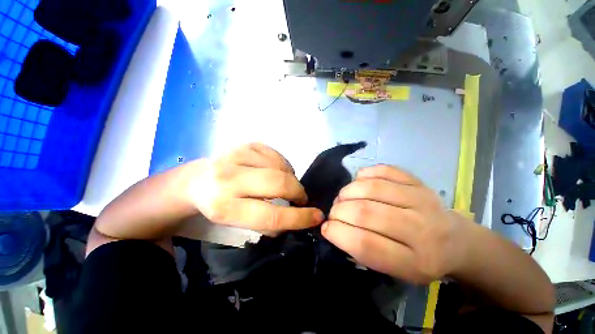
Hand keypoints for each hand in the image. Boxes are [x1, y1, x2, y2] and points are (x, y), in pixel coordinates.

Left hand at [185, 143, 323, 231]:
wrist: (196, 181)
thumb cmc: (218, 206)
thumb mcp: (237, 223)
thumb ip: (267, 222)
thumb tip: (295, 218)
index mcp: (224, 207)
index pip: (271, 215)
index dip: (299, 218)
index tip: (317, 216)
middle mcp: (228, 179)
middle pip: (279, 183)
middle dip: (298, 192)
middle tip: (301, 198)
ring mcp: (236, 156)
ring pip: (280, 166)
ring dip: (290, 177)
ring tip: (286, 184)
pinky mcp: (244, 144)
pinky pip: (275, 154)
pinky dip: (283, 164)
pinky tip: (277, 171)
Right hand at [322, 165, 471, 283]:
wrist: (456, 241)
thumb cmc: (420, 259)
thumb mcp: (395, 270)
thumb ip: (363, 251)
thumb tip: (334, 227)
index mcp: (415, 261)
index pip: (366, 244)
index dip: (338, 234)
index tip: (326, 228)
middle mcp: (422, 229)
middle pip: (366, 212)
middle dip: (339, 211)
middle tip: (334, 213)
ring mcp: (421, 199)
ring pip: (371, 188)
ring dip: (347, 192)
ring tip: (343, 198)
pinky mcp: (418, 182)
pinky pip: (383, 170)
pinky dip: (363, 175)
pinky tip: (359, 184)